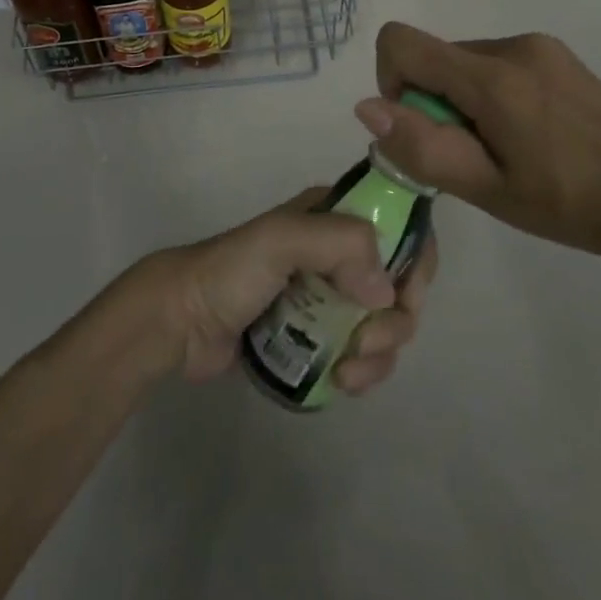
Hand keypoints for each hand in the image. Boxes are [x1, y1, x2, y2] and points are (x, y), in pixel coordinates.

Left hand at [140, 189, 438, 390]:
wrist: (183, 322)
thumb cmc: (232, 271)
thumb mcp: (283, 239)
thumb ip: (340, 245)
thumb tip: (387, 292)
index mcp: (335, 217)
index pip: (401, 227)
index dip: (417, 261)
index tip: (408, 296)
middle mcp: (340, 253)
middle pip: (400, 284)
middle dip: (397, 319)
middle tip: (367, 341)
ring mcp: (331, 297)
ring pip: (385, 324)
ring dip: (381, 353)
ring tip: (349, 372)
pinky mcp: (319, 337)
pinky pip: (362, 355)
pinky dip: (364, 371)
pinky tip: (342, 382)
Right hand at [354, 21, 600, 270]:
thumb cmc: (568, 205)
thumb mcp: (487, 190)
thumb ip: (422, 147)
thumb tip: (366, 108)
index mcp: (493, 77)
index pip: (401, 42)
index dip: (391, 84)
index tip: (421, 129)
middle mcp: (513, 45)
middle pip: (434, 57)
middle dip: (432, 102)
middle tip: (472, 156)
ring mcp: (539, 46)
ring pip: (464, 62)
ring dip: (462, 100)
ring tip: (504, 149)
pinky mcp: (556, 54)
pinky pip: (495, 63)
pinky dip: (489, 94)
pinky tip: (526, 135)